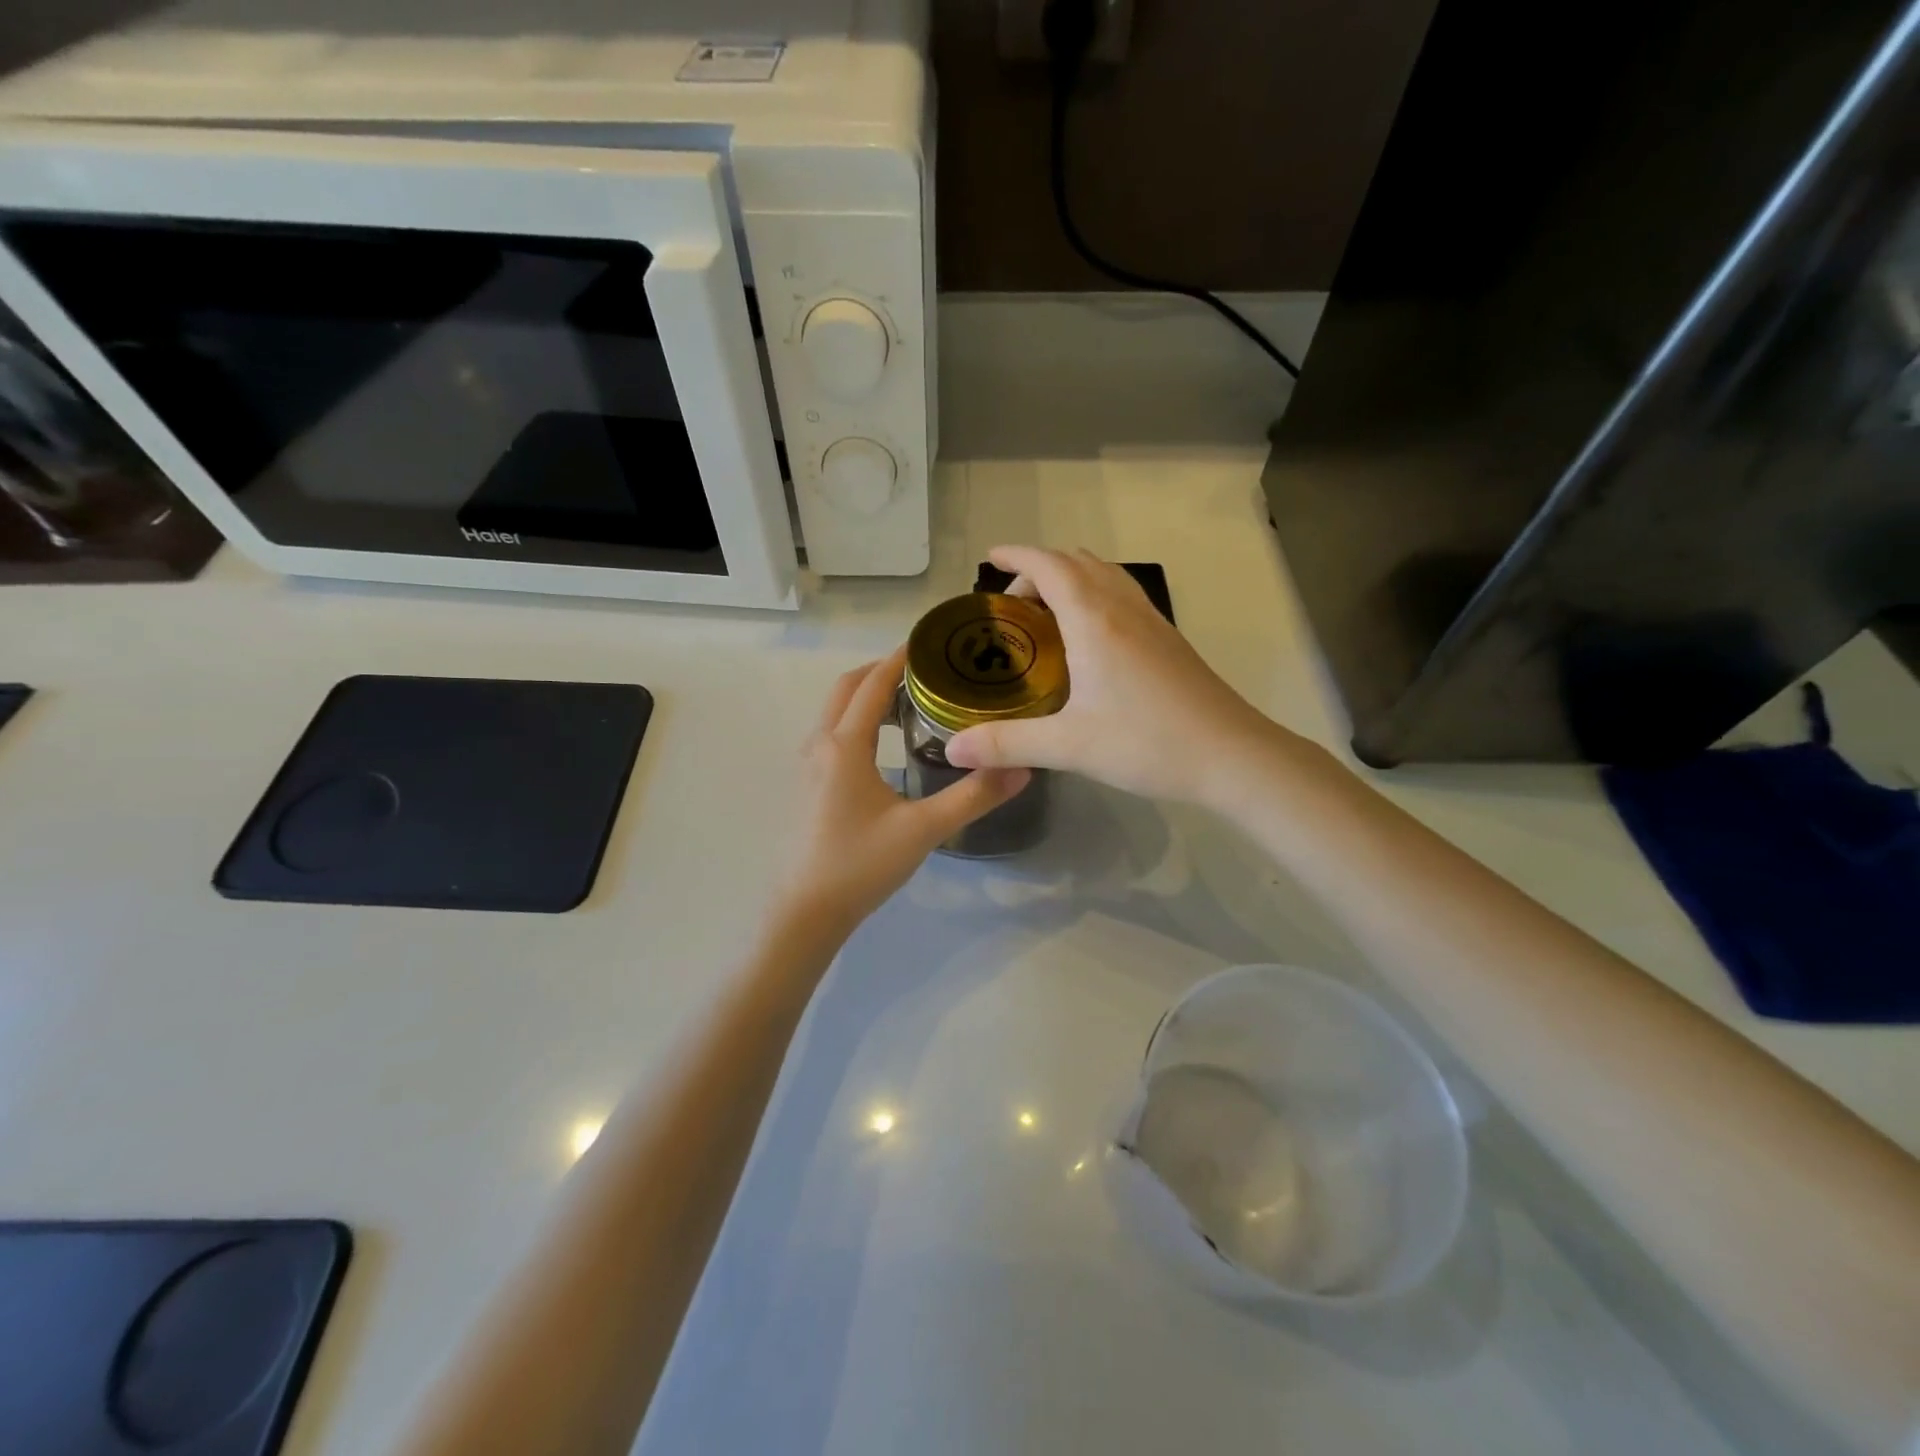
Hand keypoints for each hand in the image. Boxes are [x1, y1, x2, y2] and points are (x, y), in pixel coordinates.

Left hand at [772, 647, 1030, 940]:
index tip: (930, 642)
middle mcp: (819, 745)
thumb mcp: (923, 830)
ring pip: (835, 711)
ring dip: (866, 696)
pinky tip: (884, 745)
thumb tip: (1023, 767)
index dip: (899, 659)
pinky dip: (856, 720)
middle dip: (880, 672)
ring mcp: (807, 766)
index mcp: (844, 745)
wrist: (805, 912)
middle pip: (846, 688)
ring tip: (910, 702)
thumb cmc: (860, 865)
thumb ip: (974, 797)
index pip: (872, 685)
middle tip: (925, 671)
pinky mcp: (806, 785)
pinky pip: (831, 733)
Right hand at [945, 547, 1310, 807]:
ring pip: (1106, 576)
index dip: (1017, 555)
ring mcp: (1152, 622)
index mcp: (1094, 621)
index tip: (990, 557)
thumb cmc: (1148, 743)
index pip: (1050, 566)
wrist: (1233, 756)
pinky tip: (1089, 643)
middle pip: (1078, 562)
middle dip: (1040, 570)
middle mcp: (1124, 609)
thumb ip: (1006, 744)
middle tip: (1013, 606)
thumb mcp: (1068, 747)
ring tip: (1047, 616)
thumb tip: (952, 750)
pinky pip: (1124, 597)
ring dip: (1072, 580)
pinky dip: (1096, 597)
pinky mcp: (1169, 641)